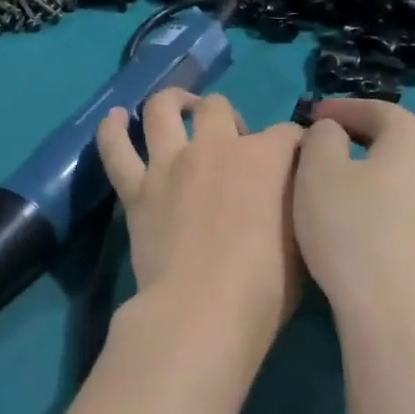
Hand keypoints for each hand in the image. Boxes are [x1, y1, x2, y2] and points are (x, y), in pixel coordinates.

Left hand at [96, 89, 304, 357]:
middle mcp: (216, 147)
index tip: (297, 160)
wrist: (202, 310)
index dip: (296, 145)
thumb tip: (296, 188)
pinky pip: (115, 149)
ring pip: (163, 109)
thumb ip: (297, 203)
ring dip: (172, 103)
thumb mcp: (303, 240)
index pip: (289, 134)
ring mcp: (171, 164)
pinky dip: (111, 130)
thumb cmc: (265, 287)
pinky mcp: (136, 189)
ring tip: (178, 110)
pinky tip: (114, 119)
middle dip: (229, 118)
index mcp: (265, 158)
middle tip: (232, 146)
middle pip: (219, 107)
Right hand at [294, 99, 414, 331]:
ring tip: (336, 181)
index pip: (376, 108)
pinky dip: (380, 200)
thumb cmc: (352, 228)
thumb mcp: (319, 171)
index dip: (341, 108)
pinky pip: (406, 206)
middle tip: (324, 143)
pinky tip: (357, 219)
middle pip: (396, 139)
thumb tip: (333, 132)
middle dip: (359, 136)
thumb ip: (322, 137)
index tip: (311, 114)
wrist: (397, 311)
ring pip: (402, 174)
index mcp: (414, 138)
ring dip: (370, 170)